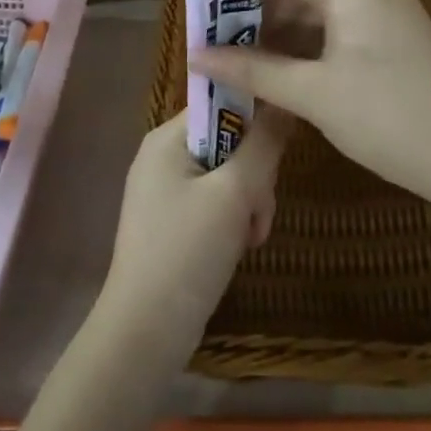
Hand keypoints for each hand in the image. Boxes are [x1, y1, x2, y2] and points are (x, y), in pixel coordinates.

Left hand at [103, 111, 288, 350]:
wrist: (146, 330)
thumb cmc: (187, 251)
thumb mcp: (234, 193)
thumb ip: (263, 144)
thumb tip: (284, 101)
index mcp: (166, 140)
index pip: (221, 103)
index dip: (255, 120)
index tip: (276, 151)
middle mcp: (163, 158)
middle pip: (230, 143)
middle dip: (255, 176)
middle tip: (258, 209)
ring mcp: (167, 192)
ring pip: (230, 177)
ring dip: (250, 203)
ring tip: (250, 236)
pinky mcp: (176, 223)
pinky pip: (217, 204)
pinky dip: (235, 221)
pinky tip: (242, 246)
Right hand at [191, 0, 430, 204]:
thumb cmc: (385, 116)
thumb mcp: (313, 93)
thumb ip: (254, 71)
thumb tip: (197, 55)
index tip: (214, 17)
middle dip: (267, 20)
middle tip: (226, 50)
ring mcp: (398, 24)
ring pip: (332, 21)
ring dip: (292, 42)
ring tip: (253, 70)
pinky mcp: (409, 52)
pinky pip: (352, 40)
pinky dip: (320, 56)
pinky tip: (298, 83)